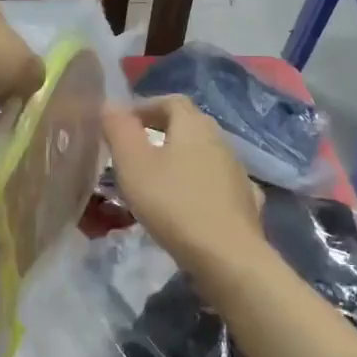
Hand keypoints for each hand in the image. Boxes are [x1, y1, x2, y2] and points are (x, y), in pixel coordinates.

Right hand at [103, 96, 264, 272]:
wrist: (227, 256)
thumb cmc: (173, 203)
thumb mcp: (133, 164)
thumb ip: (119, 129)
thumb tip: (110, 103)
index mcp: (193, 126)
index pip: (171, 101)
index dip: (146, 107)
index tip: (123, 125)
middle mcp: (220, 141)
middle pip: (190, 125)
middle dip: (162, 131)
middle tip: (136, 151)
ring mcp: (238, 172)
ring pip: (205, 154)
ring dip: (182, 159)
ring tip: (159, 180)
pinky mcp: (246, 202)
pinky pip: (219, 183)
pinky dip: (202, 185)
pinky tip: (192, 202)